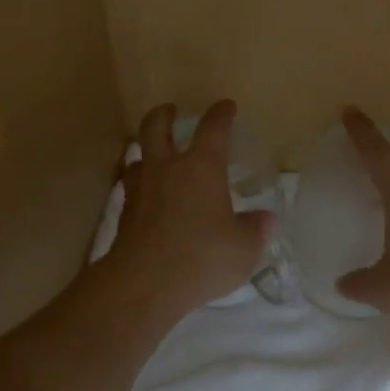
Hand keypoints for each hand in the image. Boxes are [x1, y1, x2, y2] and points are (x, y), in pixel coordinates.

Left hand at [108, 100, 272, 320]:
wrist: (144, 283)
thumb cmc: (202, 257)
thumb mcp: (243, 248)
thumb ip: (255, 230)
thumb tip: (265, 220)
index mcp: (202, 167)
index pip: (213, 128)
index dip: (221, 114)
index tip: (226, 107)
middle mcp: (167, 168)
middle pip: (157, 126)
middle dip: (164, 114)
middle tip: (171, 110)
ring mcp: (140, 189)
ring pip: (136, 156)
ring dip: (145, 151)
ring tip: (154, 157)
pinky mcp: (124, 214)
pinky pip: (130, 188)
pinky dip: (139, 185)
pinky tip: (147, 198)